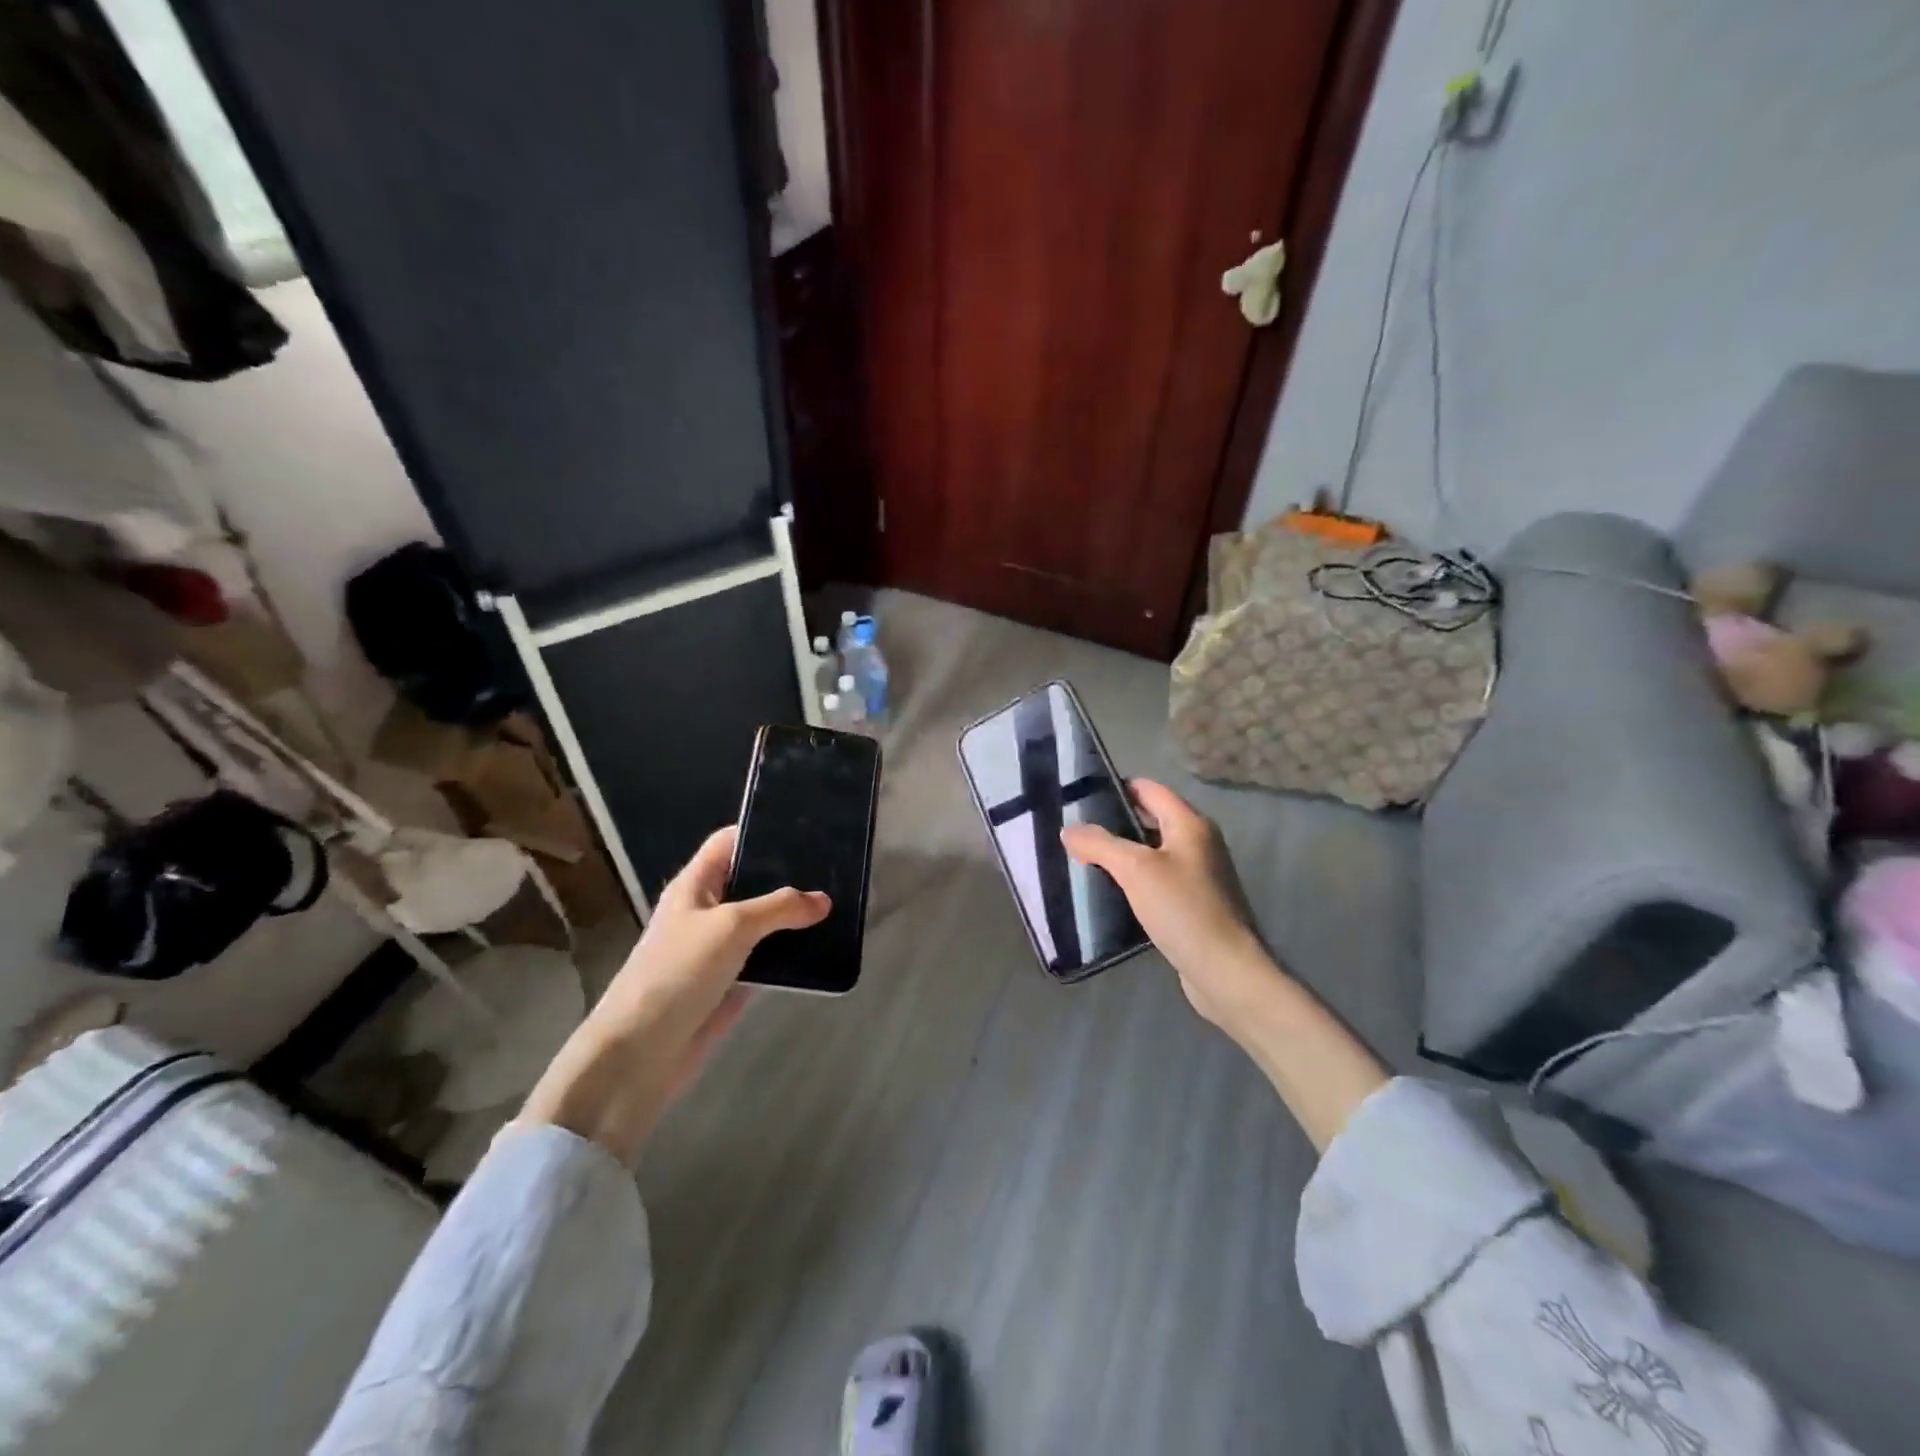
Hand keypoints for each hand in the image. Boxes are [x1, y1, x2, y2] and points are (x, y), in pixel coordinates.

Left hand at [519, 826, 828, 1164]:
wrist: (641, 1055)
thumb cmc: (677, 973)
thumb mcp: (730, 927)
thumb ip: (779, 907)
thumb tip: (823, 900)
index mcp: (694, 886)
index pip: (728, 843)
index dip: (760, 831)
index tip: (805, 828)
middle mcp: (707, 912)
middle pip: (751, 882)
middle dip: (789, 876)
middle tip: (836, 867)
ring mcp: (719, 951)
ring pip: (764, 924)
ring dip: (795, 918)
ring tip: (840, 903)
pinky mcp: (732, 985)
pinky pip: (769, 960)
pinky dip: (793, 954)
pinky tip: (826, 946)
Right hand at [1061, 779, 1273, 1030]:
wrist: (1225, 971)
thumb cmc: (1183, 909)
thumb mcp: (1135, 870)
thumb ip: (1100, 844)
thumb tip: (1069, 830)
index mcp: (1190, 824)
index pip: (1148, 789)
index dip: (1115, 788)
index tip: (1079, 797)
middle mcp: (1198, 843)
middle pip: (1149, 820)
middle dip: (1113, 823)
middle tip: (1075, 832)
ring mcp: (1198, 875)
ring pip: (1151, 853)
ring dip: (1121, 855)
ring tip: (1082, 860)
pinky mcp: (1193, 904)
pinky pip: (1157, 881)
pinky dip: (1133, 881)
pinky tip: (1108, 892)